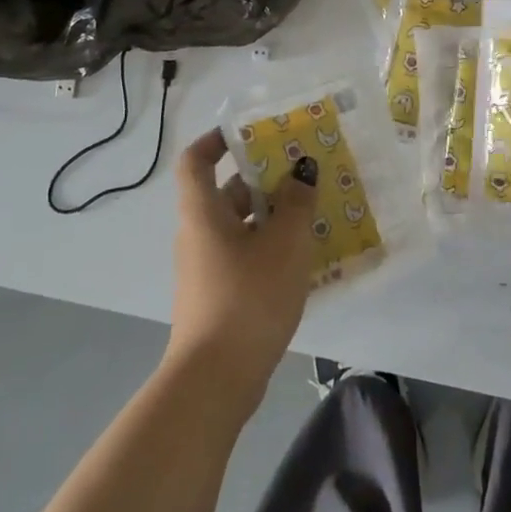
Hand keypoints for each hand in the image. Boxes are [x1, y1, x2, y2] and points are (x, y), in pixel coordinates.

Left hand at [165, 130, 317, 413]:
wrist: (217, 379)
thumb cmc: (249, 297)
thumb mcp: (284, 243)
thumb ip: (296, 201)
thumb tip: (301, 170)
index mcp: (203, 213)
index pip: (195, 161)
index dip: (216, 140)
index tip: (248, 133)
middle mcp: (199, 235)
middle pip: (226, 192)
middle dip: (263, 179)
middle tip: (304, 171)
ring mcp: (207, 268)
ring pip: (241, 226)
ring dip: (273, 215)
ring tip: (315, 211)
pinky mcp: (219, 295)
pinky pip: (245, 255)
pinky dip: (271, 246)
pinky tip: (305, 256)